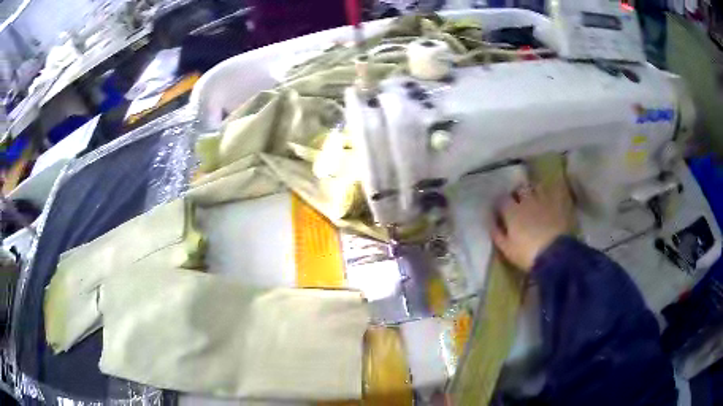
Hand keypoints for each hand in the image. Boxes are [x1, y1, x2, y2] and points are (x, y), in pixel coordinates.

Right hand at [491, 182, 574, 271]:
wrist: (556, 255)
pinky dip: (551, 194)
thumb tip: (491, 223)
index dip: (500, 204)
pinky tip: (550, 199)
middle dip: (517, 194)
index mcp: (512, 211)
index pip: (501, 199)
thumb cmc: (527, 254)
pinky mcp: (559, 205)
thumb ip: (497, 234)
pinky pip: (554, 192)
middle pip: (520, 189)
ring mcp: (544, 201)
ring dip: (533, 191)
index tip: (499, 211)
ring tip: (533, 199)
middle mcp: (527, 200)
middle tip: (517, 202)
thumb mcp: (507, 249)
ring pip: (536, 187)